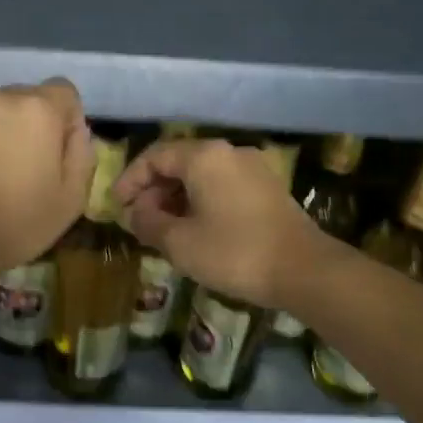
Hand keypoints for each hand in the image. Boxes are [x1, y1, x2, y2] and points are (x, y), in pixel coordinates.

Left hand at [0, 80, 92, 289]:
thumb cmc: (19, 222)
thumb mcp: (72, 198)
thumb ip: (81, 154)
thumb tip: (75, 132)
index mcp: (36, 109)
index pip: (64, 91)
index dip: (67, 119)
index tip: (59, 151)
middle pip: (23, 99)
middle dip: (29, 125)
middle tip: (25, 167)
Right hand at [114, 139, 321, 308]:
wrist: (304, 270)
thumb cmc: (234, 252)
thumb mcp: (179, 242)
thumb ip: (148, 222)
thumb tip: (135, 213)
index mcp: (204, 156)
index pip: (154, 156)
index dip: (130, 180)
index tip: (118, 206)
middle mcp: (228, 152)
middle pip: (178, 162)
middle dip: (153, 189)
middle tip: (139, 220)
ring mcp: (252, 168)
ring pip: (201, 174)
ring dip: (176, 197)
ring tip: (163, 228)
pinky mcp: (267, 187)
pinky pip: (222, 185)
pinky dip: (201, 200)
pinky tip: (195, 228)